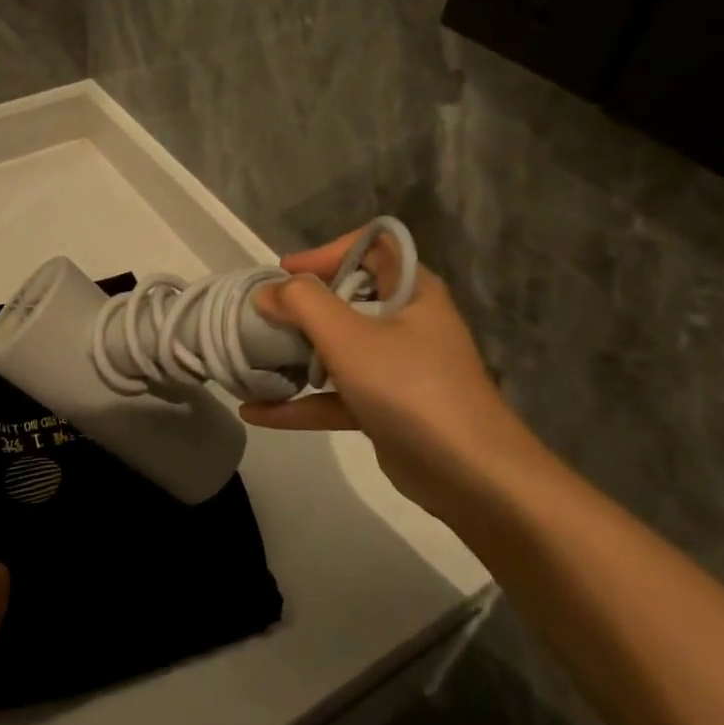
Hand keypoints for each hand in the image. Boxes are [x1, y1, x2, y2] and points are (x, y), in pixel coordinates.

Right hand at [241, 231, 544, 523]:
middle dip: (300, 306)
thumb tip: (267, 292)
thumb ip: (302, 303)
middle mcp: (406, 322)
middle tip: (262, 315)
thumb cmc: (409, 388)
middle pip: (347, 297)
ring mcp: (397, 368)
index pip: (370, 247)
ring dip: (295, 354)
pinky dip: (301, 402)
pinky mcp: (387, 409)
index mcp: (410, 291)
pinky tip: (256, 411)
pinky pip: (336, 395)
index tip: (284, 271)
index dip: (326, 251)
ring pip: (338, 349)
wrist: (472, 476)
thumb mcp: (349, 337)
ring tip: (251, 357)